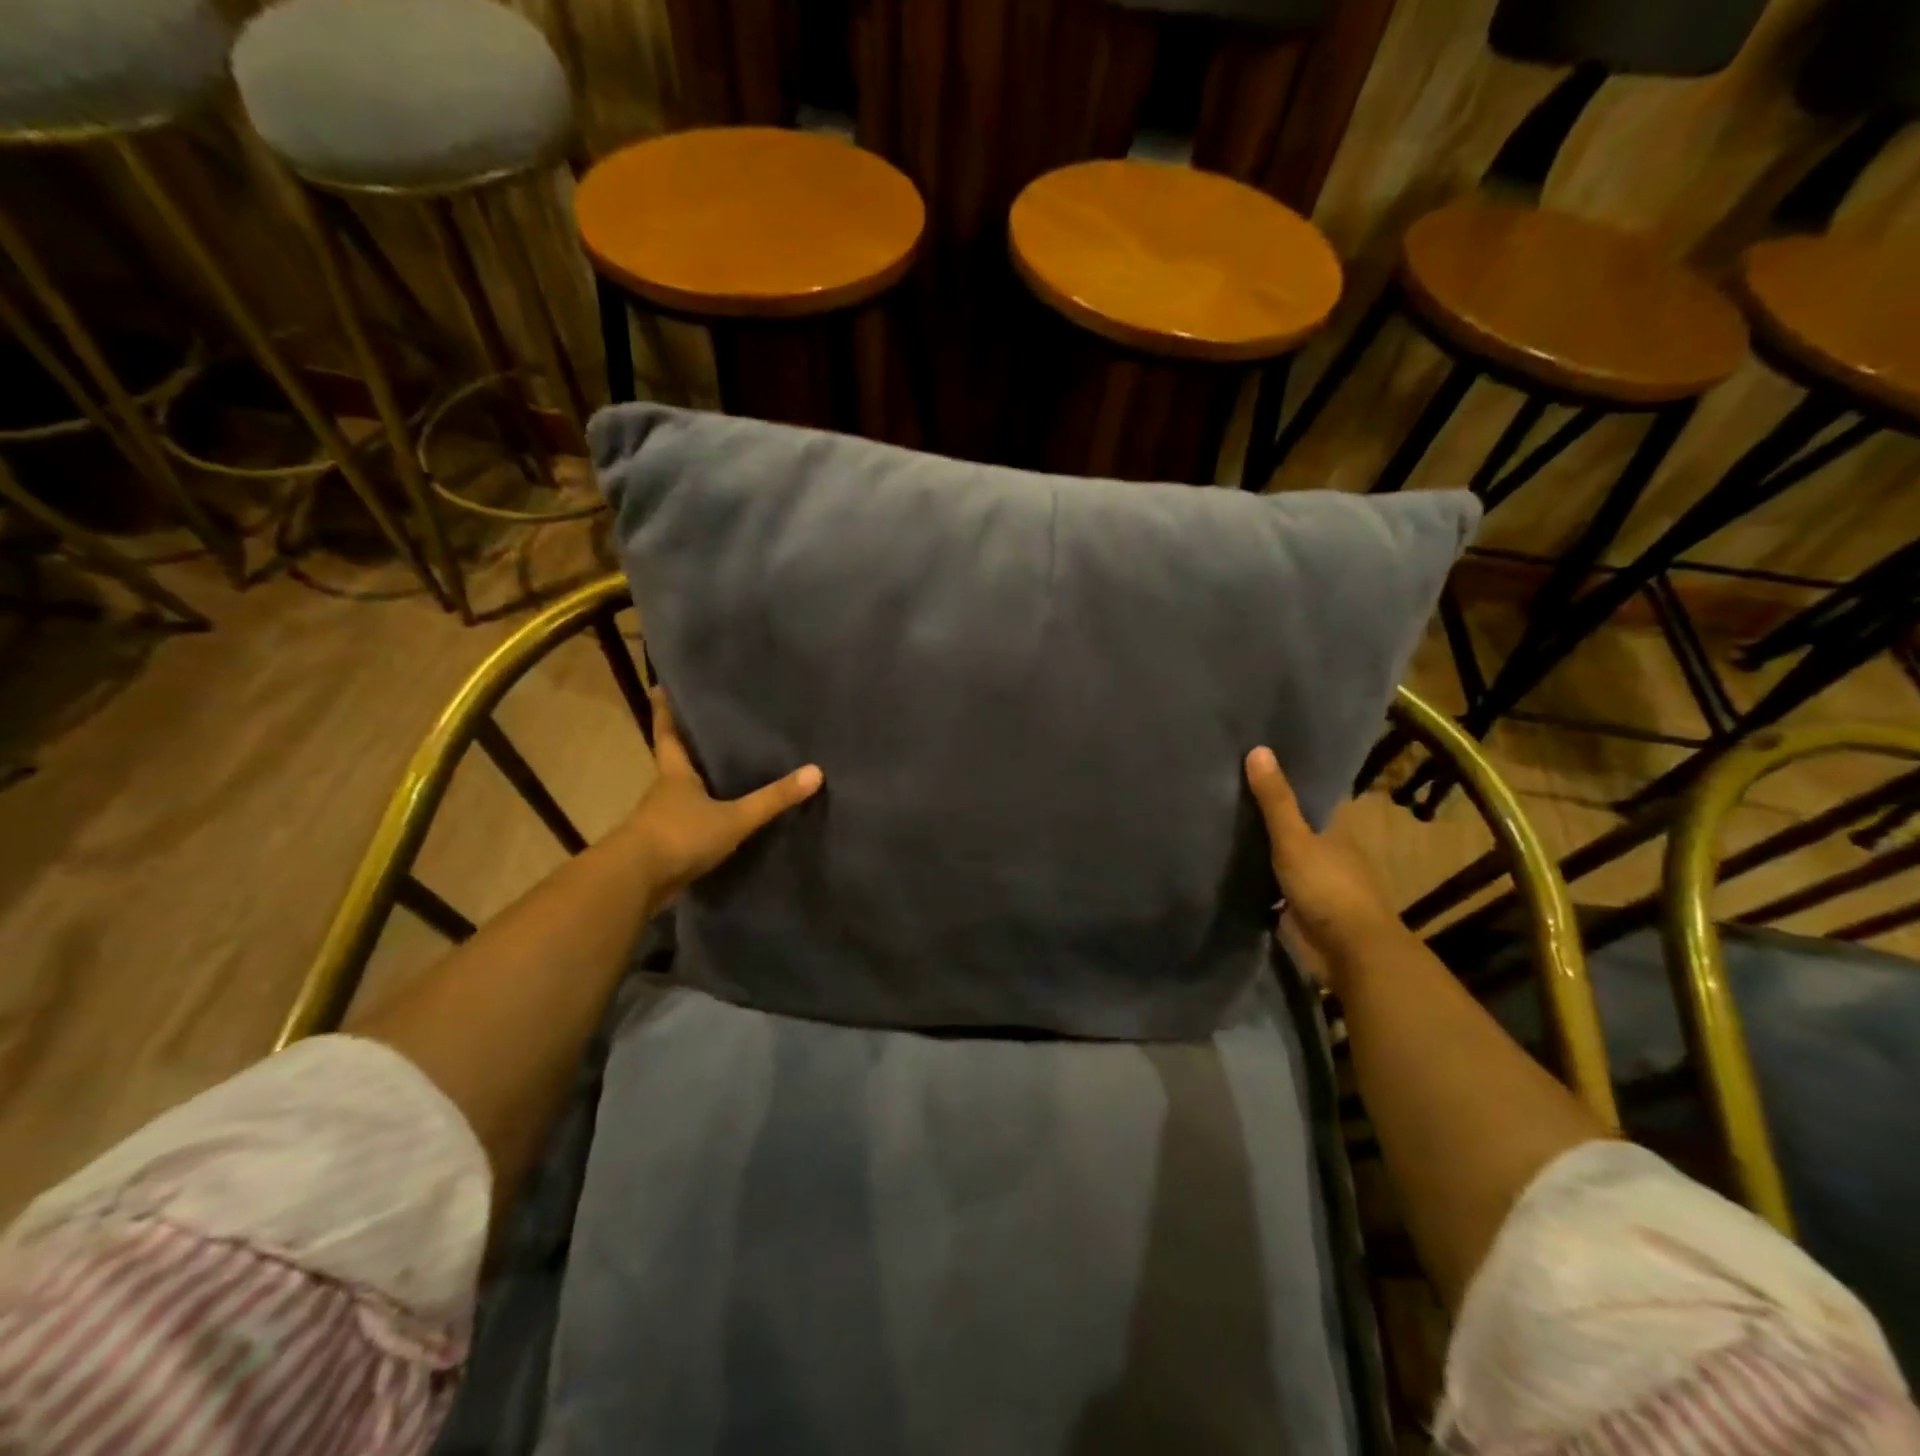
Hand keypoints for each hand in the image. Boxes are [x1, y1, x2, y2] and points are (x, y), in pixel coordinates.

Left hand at [620, 690, 822, 907]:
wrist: (635, 882)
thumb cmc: (680, 835)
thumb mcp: (734, 818)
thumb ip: (772, 799)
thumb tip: (816, 772)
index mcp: (675, 774)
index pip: (668, 734)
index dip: (665, 711)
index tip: (659, 688)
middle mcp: (663, 792)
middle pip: (674, 763)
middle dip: (687, 748)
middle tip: (708, 730)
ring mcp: (659, 821)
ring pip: (679, 796)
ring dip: (695, 787)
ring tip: (722, 776)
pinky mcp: (662, 848)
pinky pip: (684, 826)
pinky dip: (698, 820)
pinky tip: (718, 823)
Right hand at [1244, 746, 1403, 979]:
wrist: (1351, 952)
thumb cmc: (1328, 888)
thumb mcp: (1295, 840)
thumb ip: (1275, 801)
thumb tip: (1258, 748)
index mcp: (1337, 832)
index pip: (1314, 801)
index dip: (1290, 786)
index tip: (1259, 771)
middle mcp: (1333, 855)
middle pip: (1301, 830)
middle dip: (1274, 820)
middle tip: (1231, 800)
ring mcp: (1322, 886)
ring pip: (1291, 860)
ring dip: (1268, 853)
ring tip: (1227, 833)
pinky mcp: (1308, 913)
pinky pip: (1281, 889)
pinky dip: (1265, 882)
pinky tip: (1238, 875)